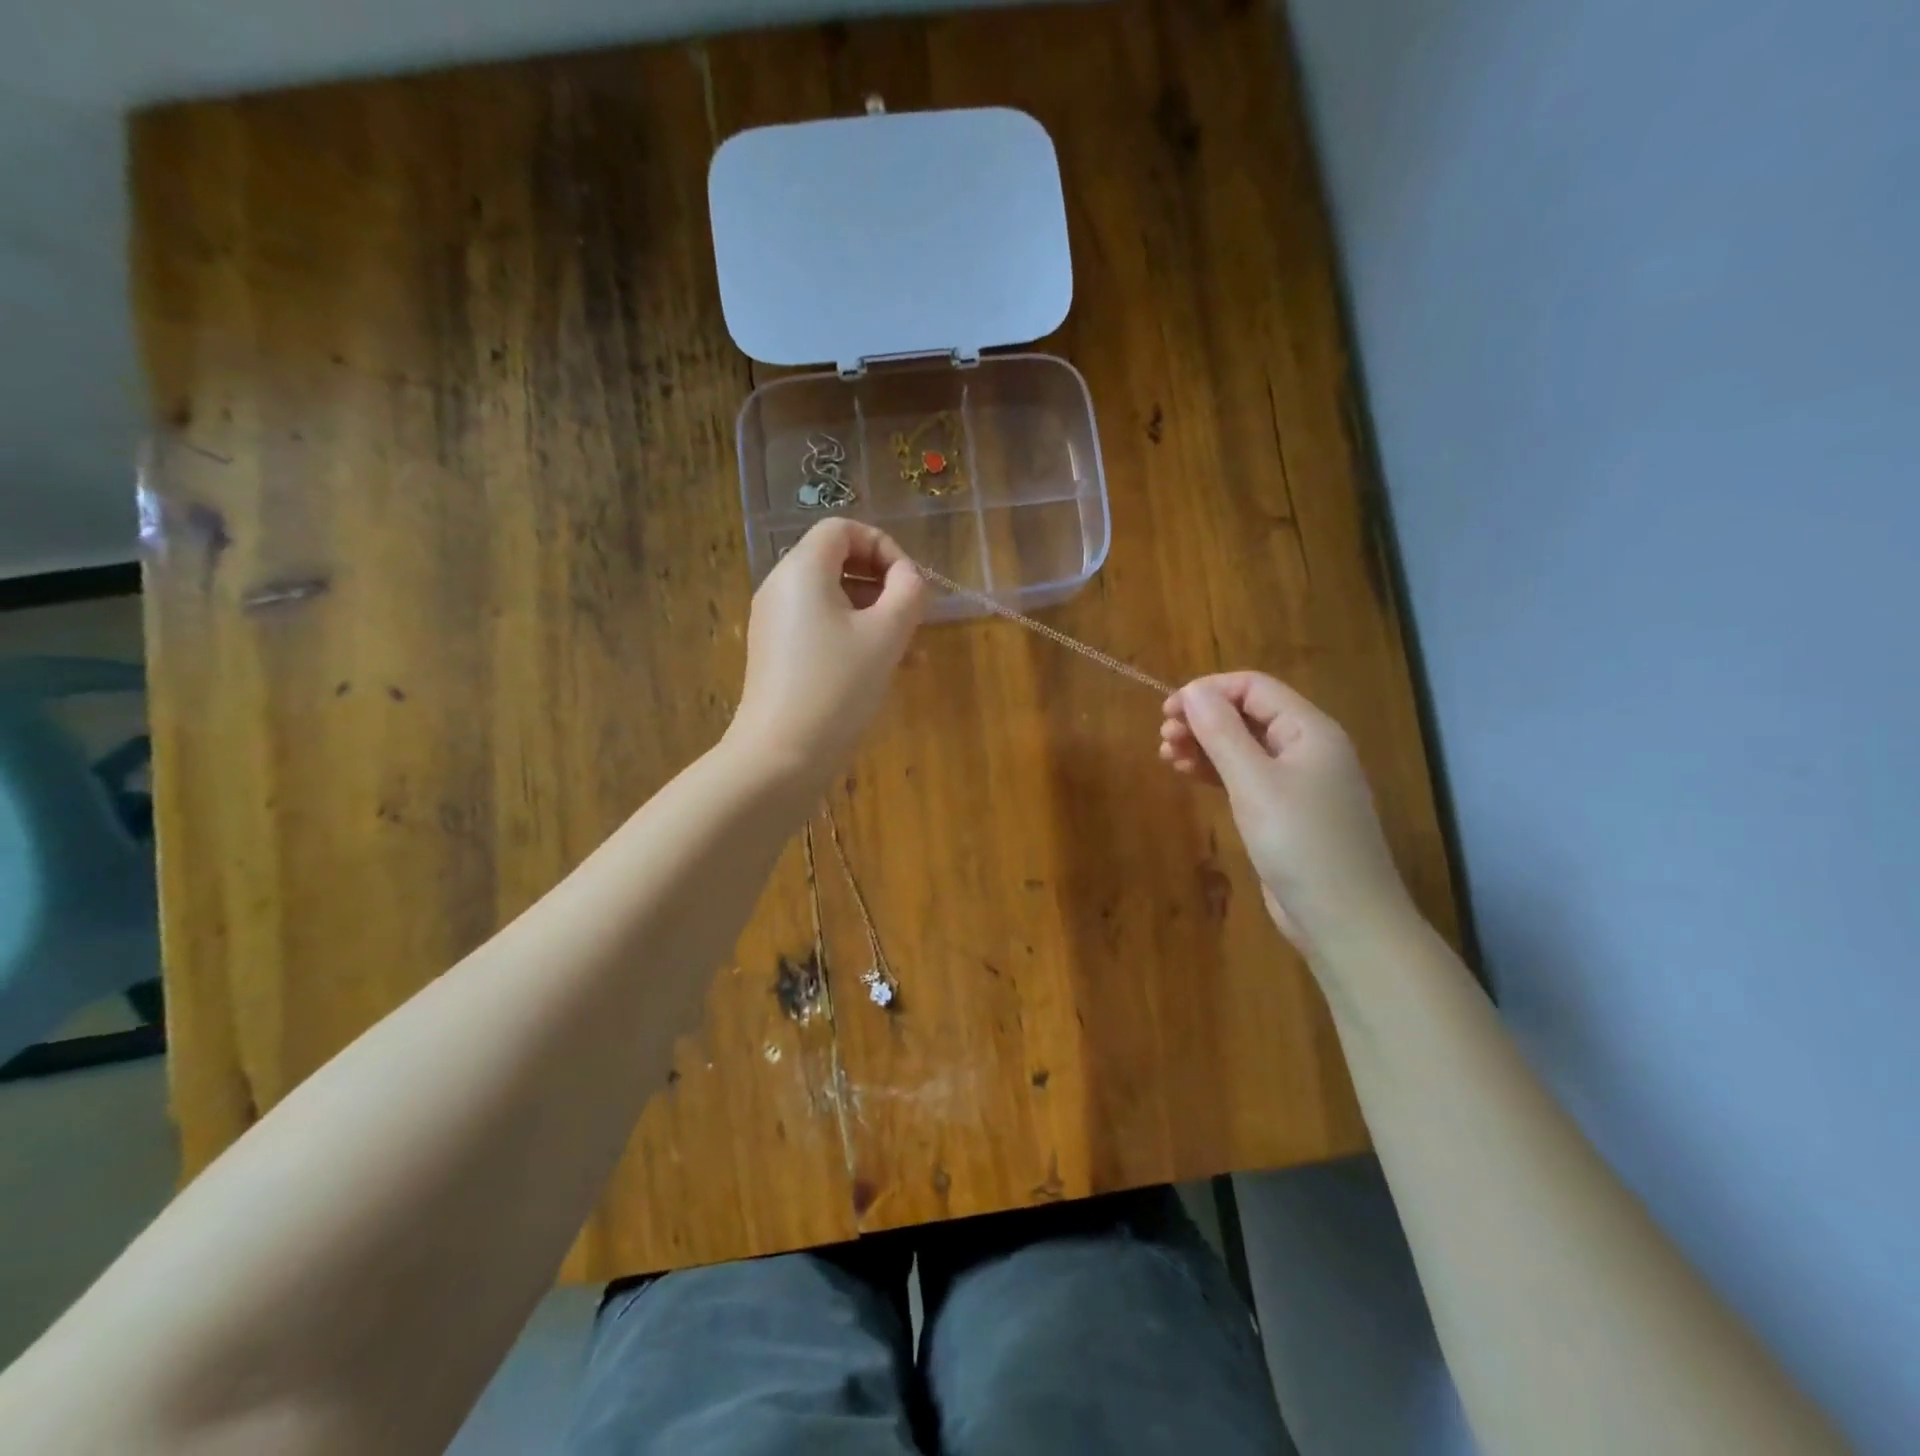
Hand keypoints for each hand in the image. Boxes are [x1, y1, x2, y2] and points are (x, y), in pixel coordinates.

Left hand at [725, 519, 927, 800]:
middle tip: (913, 618)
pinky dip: (853, 637)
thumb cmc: (838, 687)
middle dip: (883, 586)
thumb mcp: (886, 635)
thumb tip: (909, 578)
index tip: (910, 585)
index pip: (843, 529)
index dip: (884, 546)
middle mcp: (781, 587)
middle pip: (838, 563)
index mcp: (802, 570)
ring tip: (910, 652)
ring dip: (874, 616)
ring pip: (833, 600)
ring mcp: (774, 623)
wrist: (781, 755)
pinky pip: (820, 628)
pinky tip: (884, 670)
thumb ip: (908, 592)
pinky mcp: (776, 654)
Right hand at [1161, 672, 1413, 953]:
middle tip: (1163, 737)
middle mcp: (1306, 748)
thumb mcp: (1254, 782)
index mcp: (1309, 730)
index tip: (1167, 711)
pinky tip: (1189, 774)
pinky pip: (1246, 776)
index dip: (1209, 691)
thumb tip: (1193, 690)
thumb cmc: (1300, 842)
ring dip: (1204, 745)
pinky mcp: (1285, 812)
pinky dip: (1216, 771)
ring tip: (1167, 755)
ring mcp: (1297, 782)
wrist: (1344, 919)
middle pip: (1247, 715)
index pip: (1254, 687)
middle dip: (1203, 719)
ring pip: (1243, 746)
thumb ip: (1221, 732)